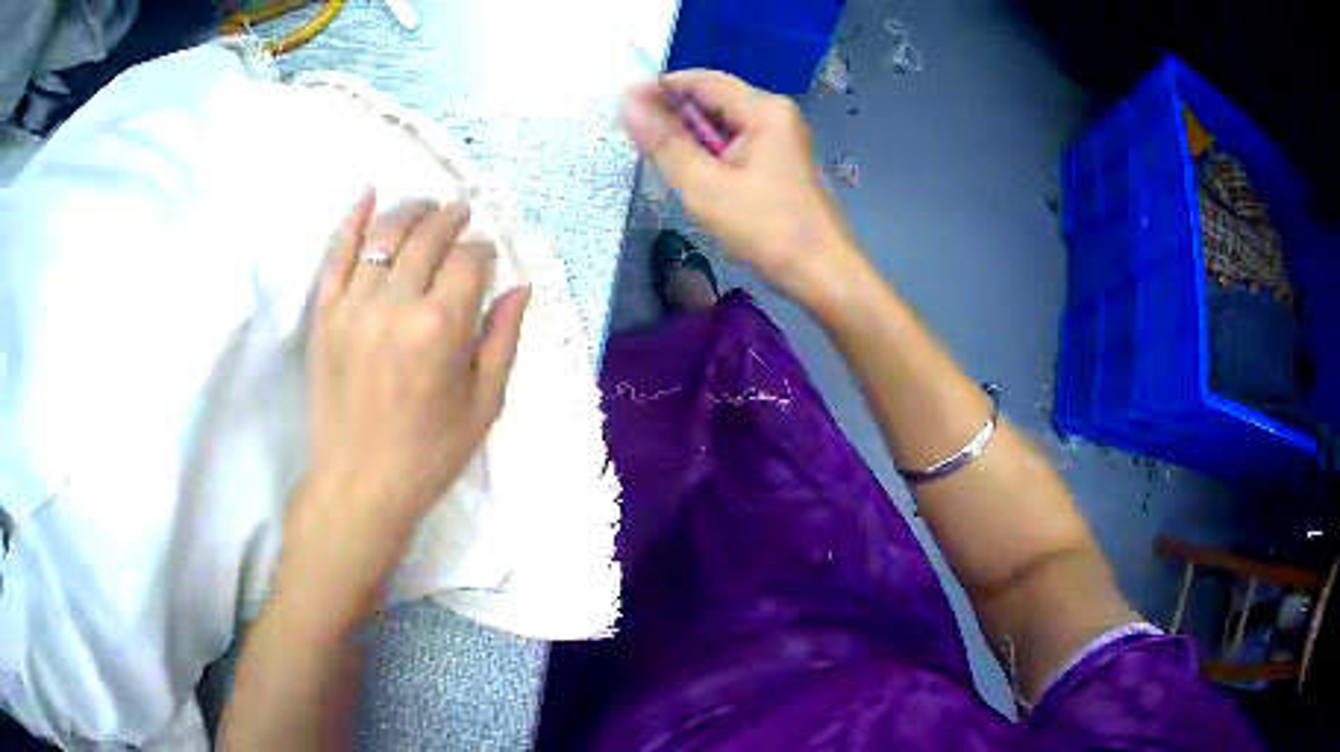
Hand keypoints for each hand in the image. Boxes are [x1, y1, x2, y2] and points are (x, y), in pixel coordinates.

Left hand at [289, 190, 529, 587]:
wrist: (358, 486)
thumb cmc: (429, 454)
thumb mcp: (484, 405)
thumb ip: (502, 339)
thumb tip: (520, 287)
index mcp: (441, 328)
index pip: (469, 261)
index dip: (484, 251)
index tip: (488, 257)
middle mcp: (395, 305)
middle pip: (428, 238)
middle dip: (451, 219)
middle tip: (461, 213)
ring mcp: (353, 307)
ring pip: (385, 236)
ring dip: (411, 212)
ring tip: (426, 207)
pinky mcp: (324, 316)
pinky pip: (337, 255)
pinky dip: (353, 220)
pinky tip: (368, 195)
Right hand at [621, 70, 859, 305]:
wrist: (822, 273)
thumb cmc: (766, 227)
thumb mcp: (704, 184)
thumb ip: (663, 142)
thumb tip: (627, 103)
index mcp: (764, 110)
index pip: (702, 80)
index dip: (660, 87)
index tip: (622, 103)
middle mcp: (775, 116)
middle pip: (714, 99)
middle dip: (672, 111)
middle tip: (631, 130)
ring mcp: (780, 140)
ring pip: (723, 124)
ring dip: (687, 133)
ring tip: (650, 149)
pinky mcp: (778, 164)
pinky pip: (734, 145)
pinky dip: (707, 151)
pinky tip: (684, 167)